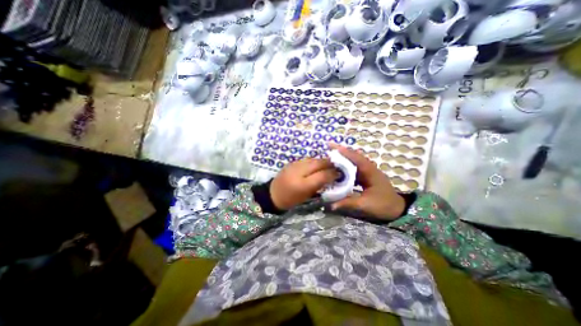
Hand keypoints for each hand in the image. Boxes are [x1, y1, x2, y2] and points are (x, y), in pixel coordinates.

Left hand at [270, 159, 338, 209]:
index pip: (322, 175)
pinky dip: (313, 161)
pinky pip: (306, 159)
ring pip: (313, 159)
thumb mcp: (306, 195)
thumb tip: (331, 177)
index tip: (340, 173)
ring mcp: (294, 165)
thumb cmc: (291, 199)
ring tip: (328, 165)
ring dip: (322, 161)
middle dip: (329, 163)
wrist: (273, 194)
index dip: (333, 173)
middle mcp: (299, 171)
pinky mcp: (292, 162)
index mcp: (303, 184)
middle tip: (336, 166)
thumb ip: (319, 185)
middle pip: (318, 163)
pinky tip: (316, 164)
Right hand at [329, 143, 404, 221]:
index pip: (355, 158)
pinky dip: (346, 166)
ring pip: (354, 162)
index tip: (332, 146)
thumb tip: (331, 205)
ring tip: (331, 156)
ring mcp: (368, 172)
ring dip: (343, 158)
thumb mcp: (366, 204)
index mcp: (369, 171)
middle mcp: (369, 168)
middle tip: (329, 148)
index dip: (343, 152)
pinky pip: (354, 168)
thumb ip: (348, 203)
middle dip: (341, 152)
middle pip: (354, 156)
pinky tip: (338, 169)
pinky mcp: (366, 176)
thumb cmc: (383, 205)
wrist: (398, 210)